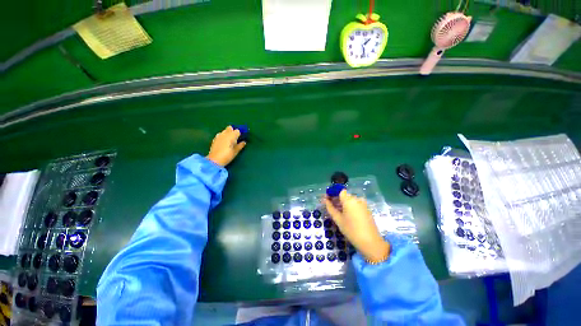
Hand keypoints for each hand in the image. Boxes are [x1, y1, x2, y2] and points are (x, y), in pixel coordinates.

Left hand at [206, 126, 245, 166]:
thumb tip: (244, 142)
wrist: (214, 160)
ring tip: (229, 140)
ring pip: (224, 131)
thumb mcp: (236, 151)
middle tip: (235, 138)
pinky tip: (224, 142)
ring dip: (228, 133)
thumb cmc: (227, 156)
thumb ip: (240, 145)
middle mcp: (225, 133)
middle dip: (233, 131)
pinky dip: (223, 136)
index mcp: (231, 136)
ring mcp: (219, 135)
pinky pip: (220, 134)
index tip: (241, 138)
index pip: (237, 131)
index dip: (239, 134)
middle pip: (230, 128)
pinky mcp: (214, 139)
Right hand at [324, 190, 389, 261]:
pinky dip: (350, 207)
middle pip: (345, 195)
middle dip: (337, 199)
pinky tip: (348, 215)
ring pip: (350, 200)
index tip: (328, 199)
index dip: (333, 193)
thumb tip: (325, 200)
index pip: (339, 191)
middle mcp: (357, 199)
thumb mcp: (338, 219)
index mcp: (349, 200)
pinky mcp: (367, 209)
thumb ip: (330, 208)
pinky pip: (356, 204)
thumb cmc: (351, 230)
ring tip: (339, 212)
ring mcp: (363, 204)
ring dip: (344, 203)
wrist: (370, 242)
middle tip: (332, 207)